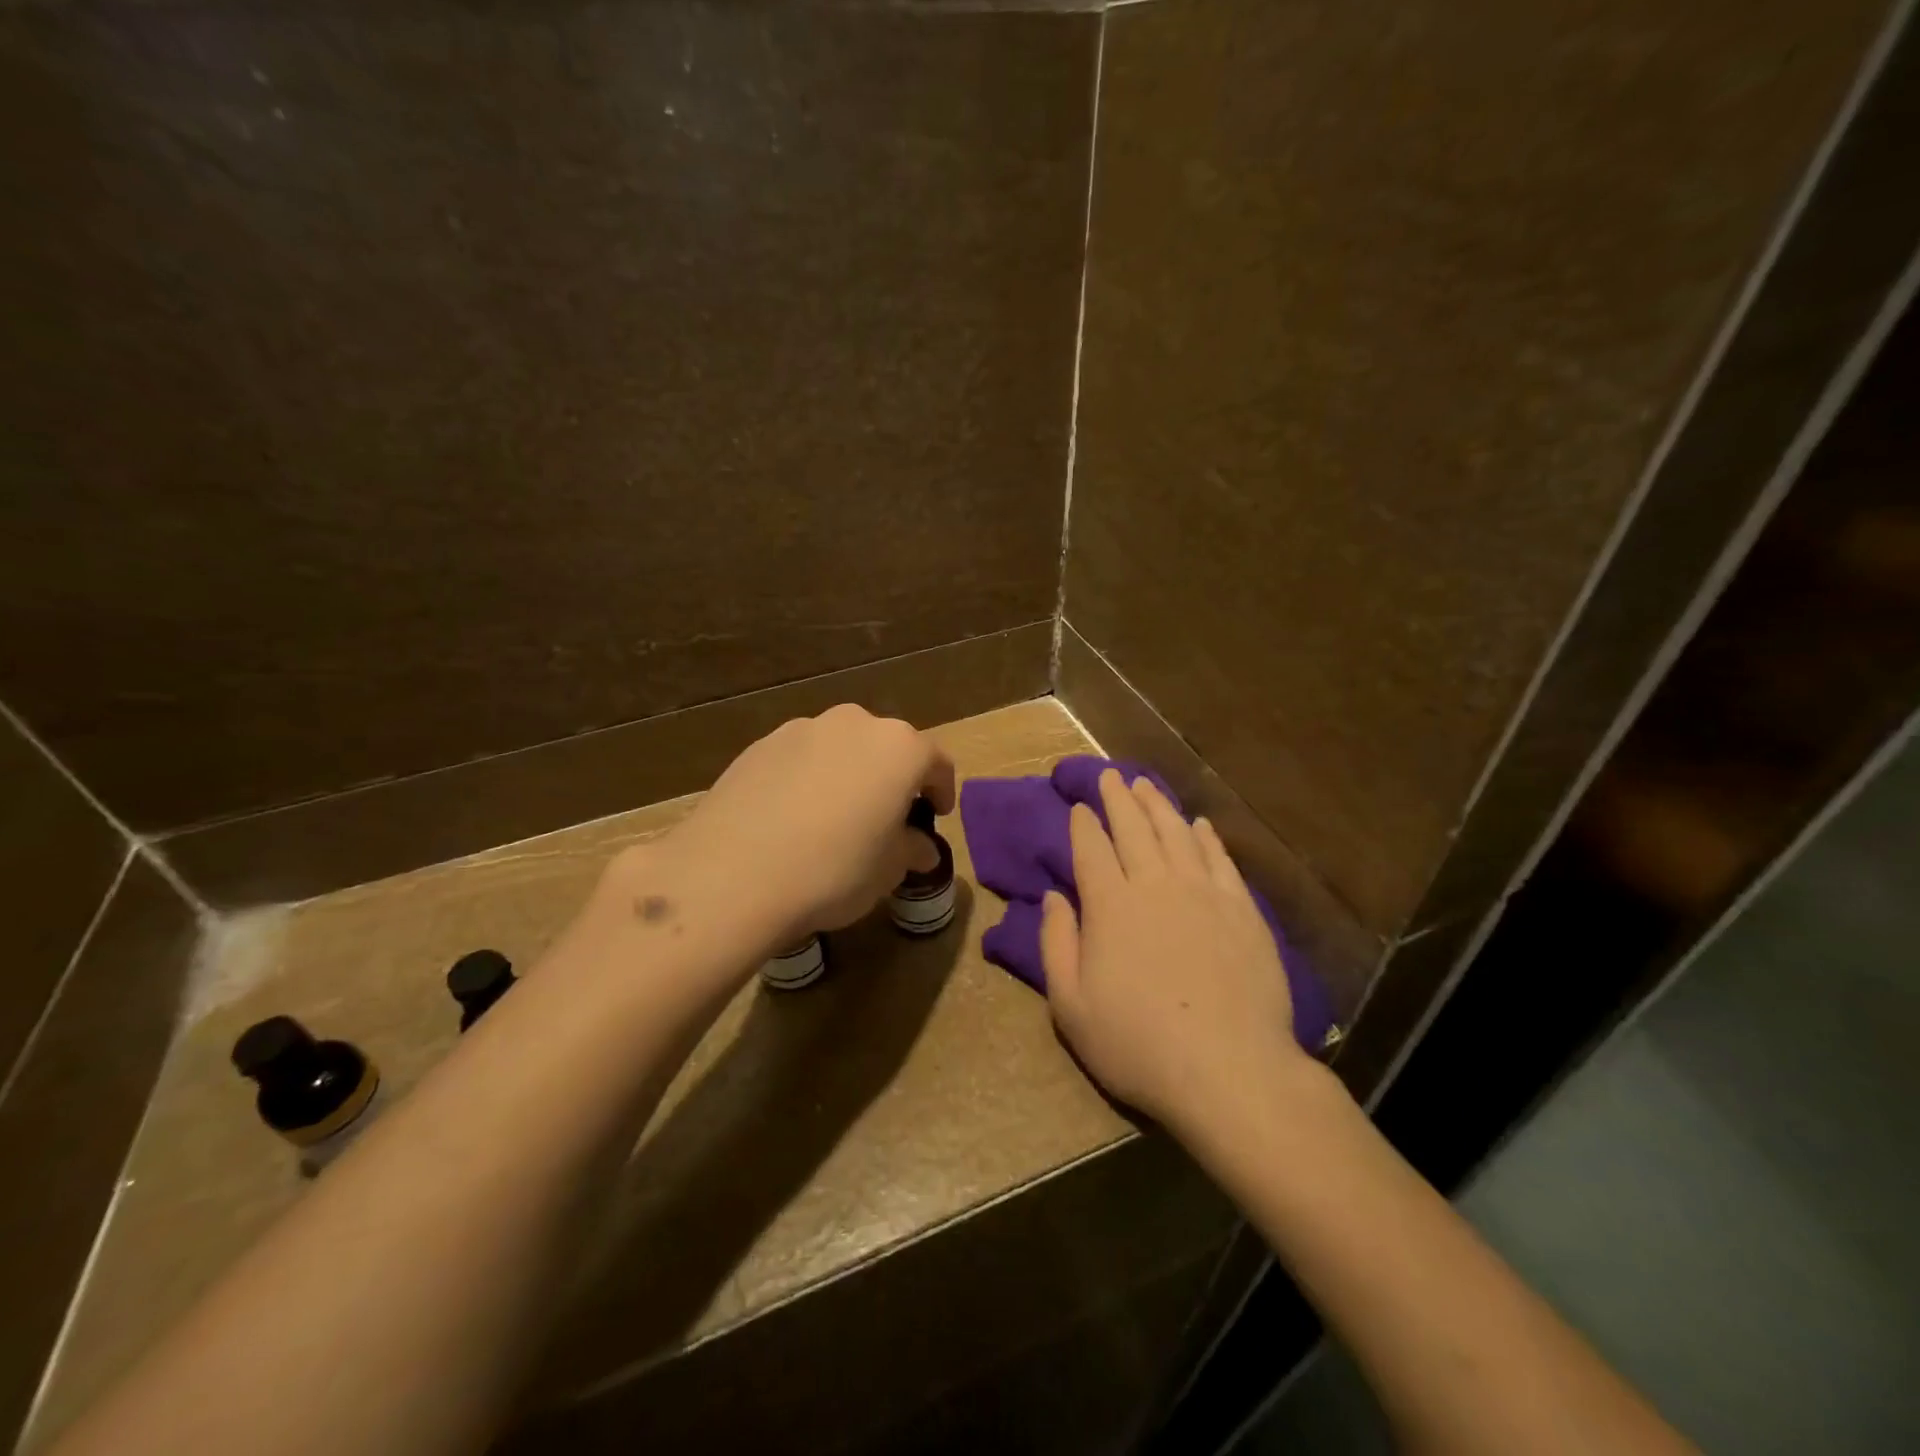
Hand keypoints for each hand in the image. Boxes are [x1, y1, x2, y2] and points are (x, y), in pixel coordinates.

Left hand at [659, 704, 954, 948]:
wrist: (734, 874)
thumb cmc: (834, 869)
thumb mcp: (889, 870)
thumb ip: (911, 849)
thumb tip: (919, 847)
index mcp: (899, 747)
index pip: (936, 762)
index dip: (941, 791)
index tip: (935, 816)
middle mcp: (854, 724)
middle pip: (886, 747)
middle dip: (892, 778)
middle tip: (886, 817)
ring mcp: (802, 729)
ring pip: (841, 749)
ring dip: (848, 774)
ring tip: (835, 817)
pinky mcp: (760, 745)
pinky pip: (801, 758)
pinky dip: (808, 778)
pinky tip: (793, 817)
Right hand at [1040, 770, 1308, 1133]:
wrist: (1229, 1069)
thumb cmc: (1138, 1044)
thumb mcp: (1071, 1005)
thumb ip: (1056, 944)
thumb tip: (1053, 896)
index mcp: (1110, 906)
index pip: (1091, 850)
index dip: (1083, 824)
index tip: (1079, 806)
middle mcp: (1155, 885)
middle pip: (1133, 829)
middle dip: (1117, 799)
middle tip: (1109, 775)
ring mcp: (1203, 893)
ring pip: (1176, 834)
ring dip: (1157, 805)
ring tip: (1145, 784)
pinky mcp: (1242, 909)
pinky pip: (1219, 859)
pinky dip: (1206, 836)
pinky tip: (1199, 824)